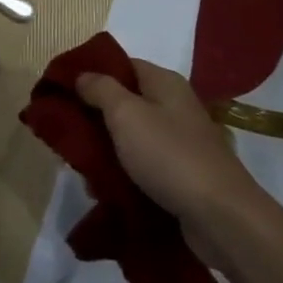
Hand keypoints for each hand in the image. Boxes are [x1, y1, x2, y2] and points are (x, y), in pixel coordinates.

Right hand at [75, 60, 262, 231]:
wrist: (220, 217)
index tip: (61, 89)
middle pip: (125, 101)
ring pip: (131, 136)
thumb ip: (100, 89)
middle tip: (65, 130)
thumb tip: (83, 75)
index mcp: (164, 84)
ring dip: (105, 148)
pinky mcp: (181, 173)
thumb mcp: (126, 114)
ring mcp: (180, 141)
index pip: (122, 65)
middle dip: (94, 115)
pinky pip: (142, 165)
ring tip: (79, 163)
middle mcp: (174, 107)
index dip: (92, 73)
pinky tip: (102, 187)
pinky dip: (122, 172)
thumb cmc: (169, 155)